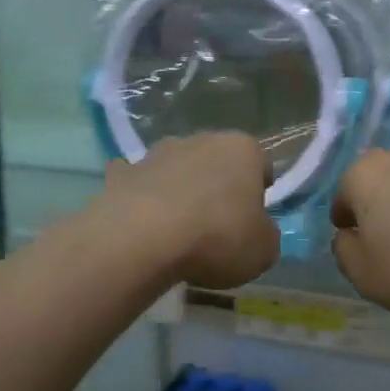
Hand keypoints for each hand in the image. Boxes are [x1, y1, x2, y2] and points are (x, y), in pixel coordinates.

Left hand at [101, 133, 280, 290]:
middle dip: (218, 186)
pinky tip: (140, 223)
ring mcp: (158, 152)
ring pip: (177, 168)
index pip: (261, 164)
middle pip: (218, 162)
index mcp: (243, 150)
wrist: (142, 238)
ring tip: (177, 229)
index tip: (252, 220)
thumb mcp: (263, 250)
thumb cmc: (217, 238)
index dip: (259, 193)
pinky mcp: (123, 172)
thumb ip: (266, 234)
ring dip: (180, 189)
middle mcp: (202, 140)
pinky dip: (140, 196)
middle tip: (217, 227)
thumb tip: (257, 230)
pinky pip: (138, 182)